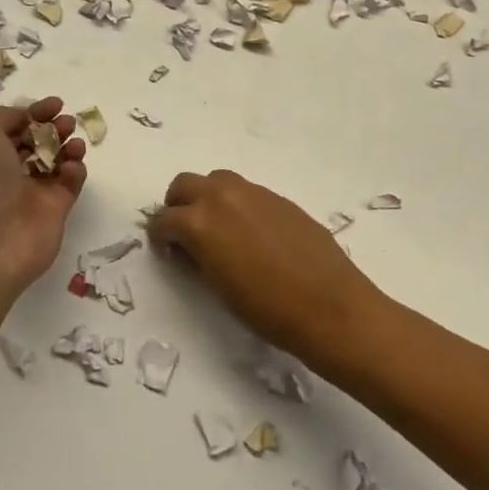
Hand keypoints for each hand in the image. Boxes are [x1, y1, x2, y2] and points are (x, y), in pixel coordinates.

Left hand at [0, 97, 86, 304]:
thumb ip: (5, 116)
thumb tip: (26, 118)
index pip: (14, 127)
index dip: (34, 113)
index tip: (55, 105)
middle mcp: (7, 173)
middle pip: (38, 142)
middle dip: (54, 127)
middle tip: (66, 123)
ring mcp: (32, 192)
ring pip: (57, 160)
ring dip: (69, 145)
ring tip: (74, 143)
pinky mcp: (55, 210)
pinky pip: (70, 182)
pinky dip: (75, 170)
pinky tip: (71, 168)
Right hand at [146, 170, 384, 363]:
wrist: (328, 304)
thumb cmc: (266, 309)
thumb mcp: (218, 287)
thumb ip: (198, 257)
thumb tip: (189, 247)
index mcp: (200, 222)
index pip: (163, 219)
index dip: (160, 237)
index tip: (168, 253)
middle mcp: (223, 196)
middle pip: (185, 184)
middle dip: (178, 206)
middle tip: (186, 235)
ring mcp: (254, 192)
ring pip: (216, 180)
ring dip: (207, 198)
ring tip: (218, 231)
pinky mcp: (278, 197)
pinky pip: (246, 190)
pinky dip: (236, 203)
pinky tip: (251, 234)